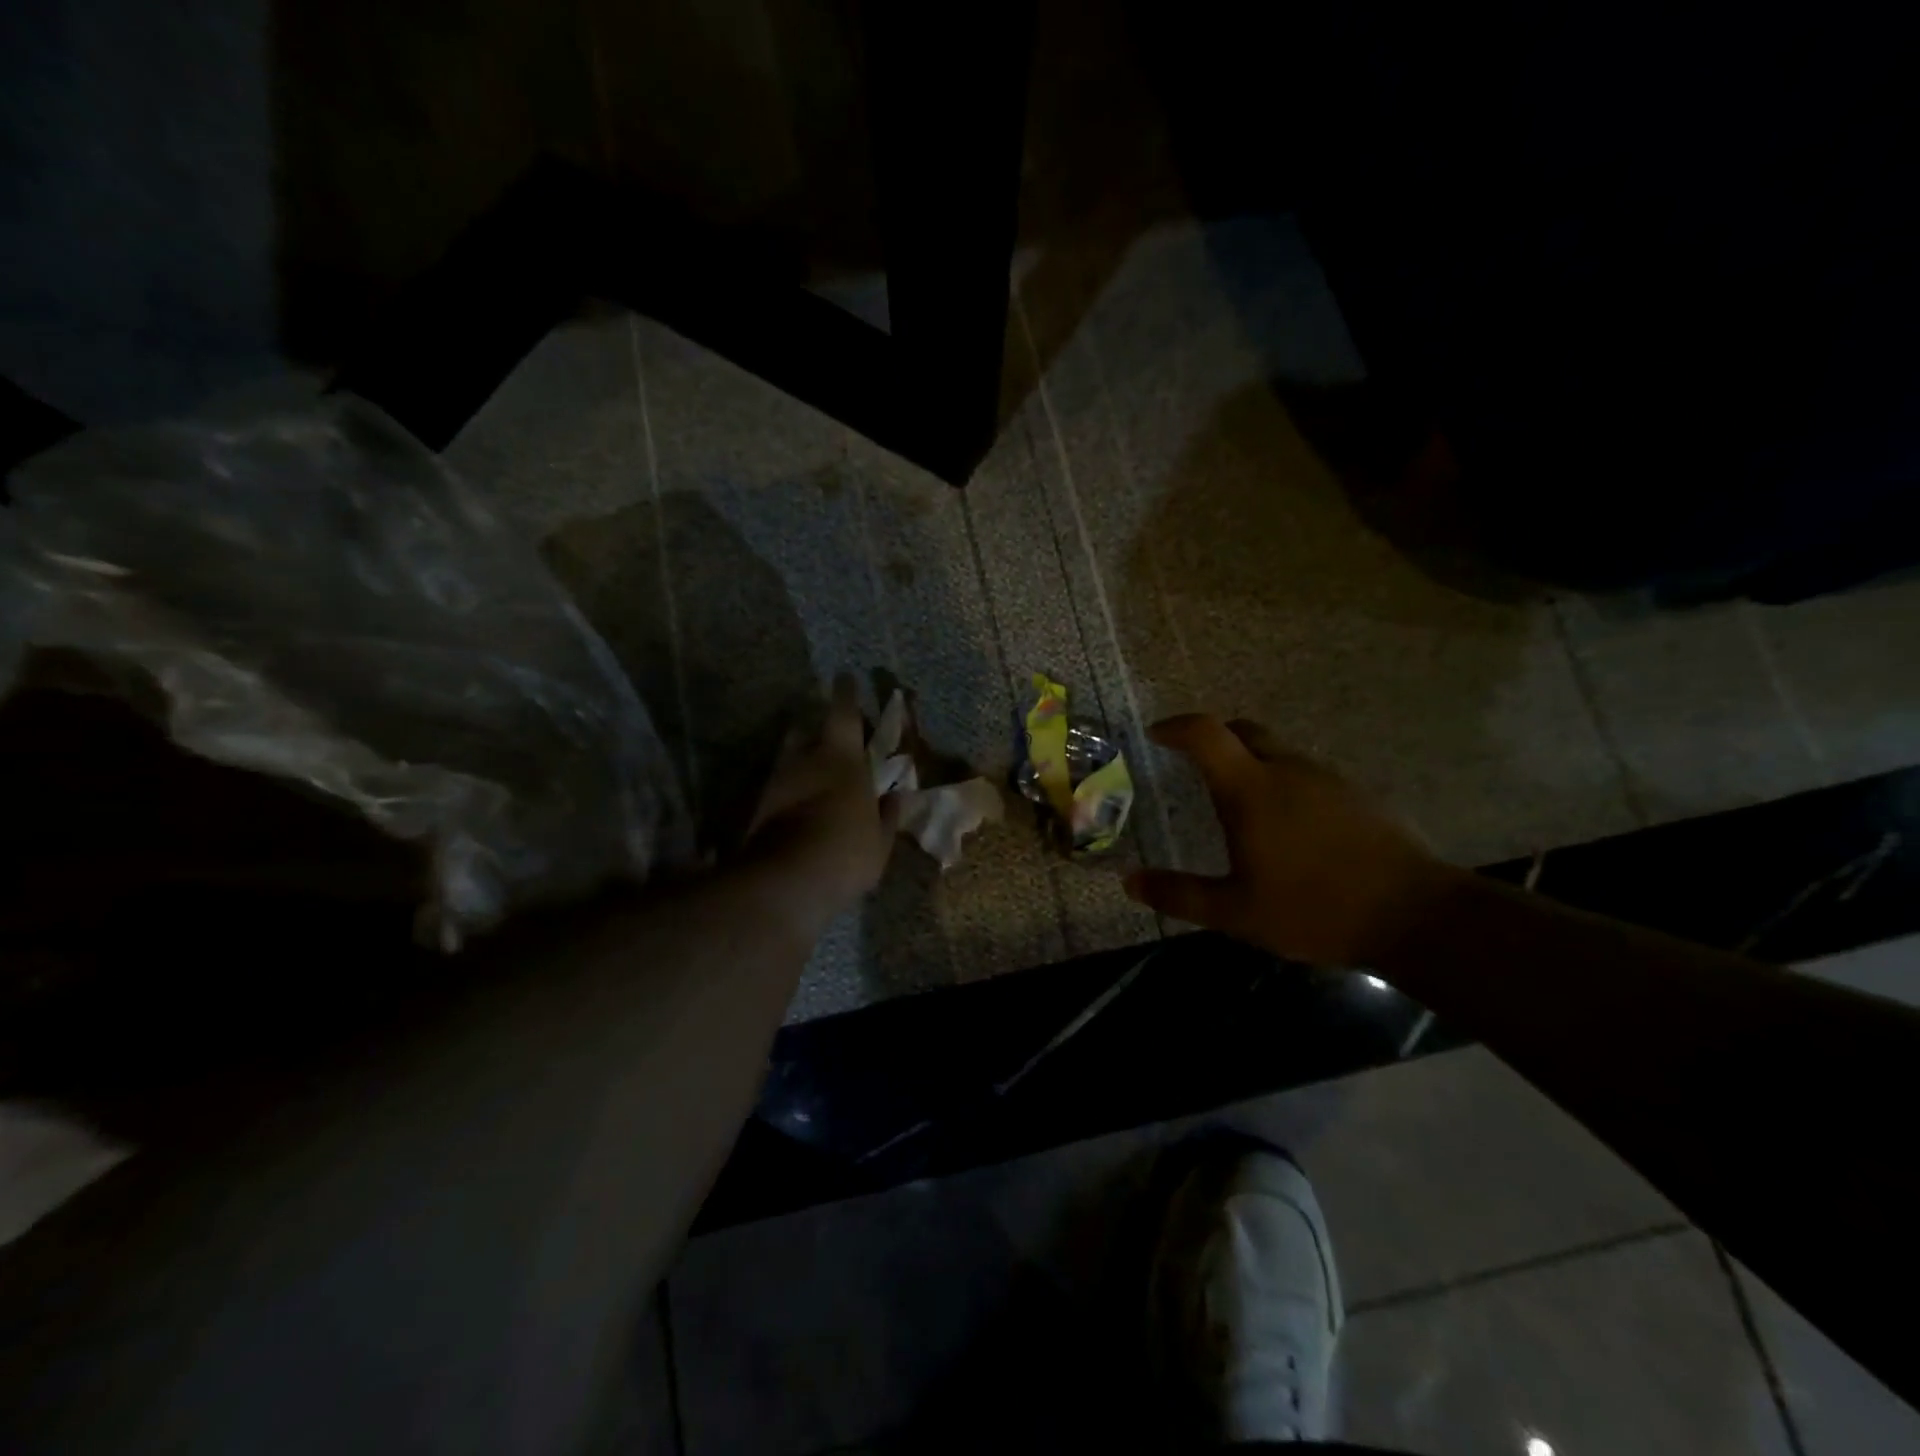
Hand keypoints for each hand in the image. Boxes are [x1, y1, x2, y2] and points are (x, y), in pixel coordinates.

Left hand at [739, 674, 898, 936]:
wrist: (786, 883)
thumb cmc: (846, 853)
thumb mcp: (880, 840)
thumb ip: (887, 814)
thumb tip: (897, 796)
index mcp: (842, 759)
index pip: (843, 713)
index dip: (846, 694)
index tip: (845, 677)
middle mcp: (805, 761)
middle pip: (806, 730)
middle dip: (815, 729)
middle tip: (828, 739)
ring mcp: (776, 783)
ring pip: (788, 760)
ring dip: (800, 762)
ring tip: (813, 778)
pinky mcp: (757, 808)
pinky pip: (777, 789)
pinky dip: (789, 791)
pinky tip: (798, 808)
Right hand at [1123, 715, 1454, 965]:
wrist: (1415, 915)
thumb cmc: (1314, 909)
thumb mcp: (1236, 912)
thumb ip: (1179, 894)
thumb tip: (1129, 882)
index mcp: (1251, 789)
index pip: (1206, 734)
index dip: (1177, 727)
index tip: (1156, 735)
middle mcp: (1287, 770)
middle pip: (1243, 731)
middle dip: (1212, 738)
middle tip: (1194, 766)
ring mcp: (1326, 778)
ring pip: (1277, 752)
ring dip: (1250, 763)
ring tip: (1240, 805)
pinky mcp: (1356, 794)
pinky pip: (1305, 773)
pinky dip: (1282, 782)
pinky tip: (1288, 827)